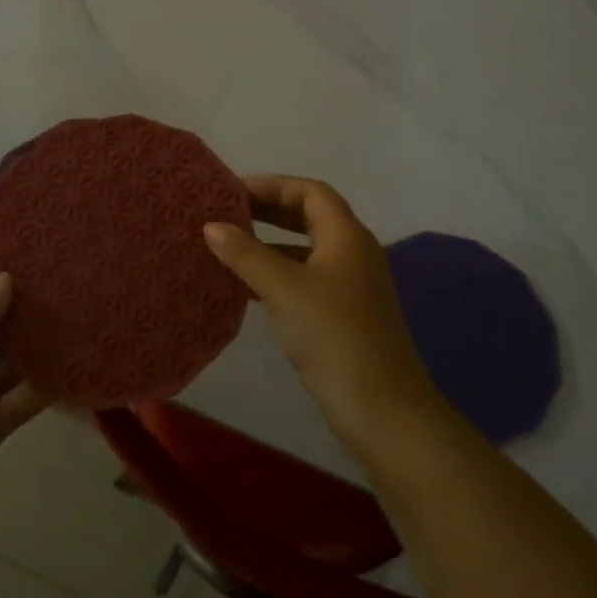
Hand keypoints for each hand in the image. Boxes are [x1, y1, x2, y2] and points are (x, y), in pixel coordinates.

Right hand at [204, 175, 443, 455]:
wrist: (384, 412)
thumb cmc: (334, 337)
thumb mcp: (285, 290)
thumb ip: (247, 254)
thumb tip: (211, 225)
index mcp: (346, 235)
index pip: (309, 191)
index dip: (272, 185)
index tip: (232, 192)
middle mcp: (353, 252)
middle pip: (309, 215)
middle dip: (269, 210)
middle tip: (227, 214)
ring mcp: (352, 285)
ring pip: (306, 248)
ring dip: (271, 243)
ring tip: (230, 246)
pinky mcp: (345, 314)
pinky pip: (307, 278)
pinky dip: (279, 273)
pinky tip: (248, 288)